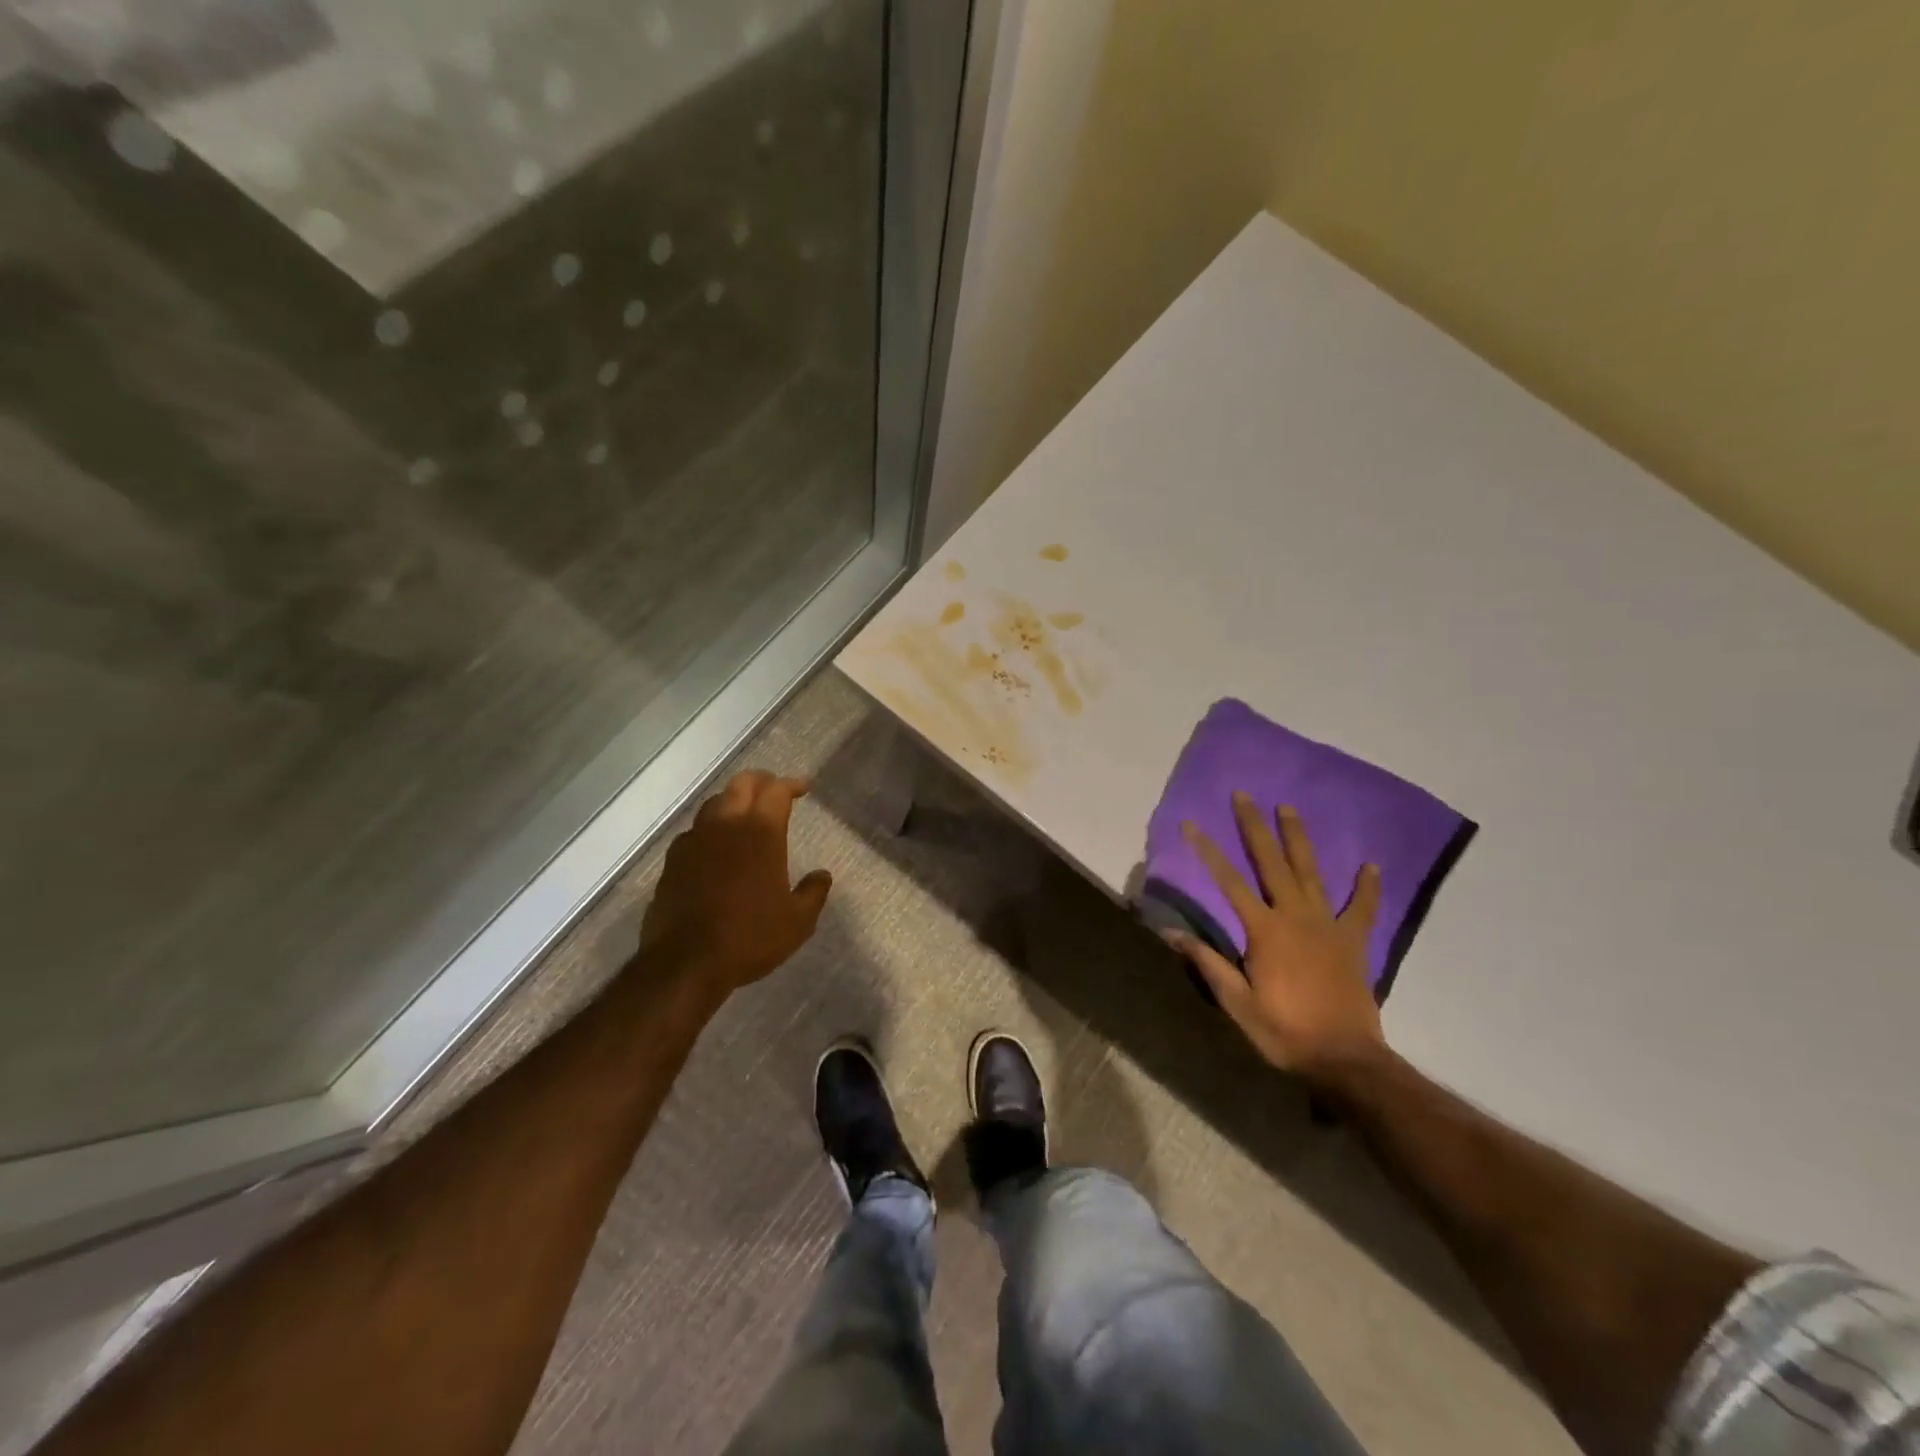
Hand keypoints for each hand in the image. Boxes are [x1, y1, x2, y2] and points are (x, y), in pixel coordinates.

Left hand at [638, 770, 831, 993]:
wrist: (685, 962)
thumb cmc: (750, 937)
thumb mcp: (797, 922)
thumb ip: (814, 893)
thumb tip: (823, 875)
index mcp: (761, 832)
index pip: (777, 791)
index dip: (791, 784)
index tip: (803, 788)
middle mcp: (727, 825)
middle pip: (742, 784)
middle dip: (761, 781)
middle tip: (774, 789)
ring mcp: (695, 840)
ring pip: (714, 802)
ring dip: (733, 800)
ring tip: (744, 812)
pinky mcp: (673, 860)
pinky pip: (694, 830)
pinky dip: (710, 827)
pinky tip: (715, 844)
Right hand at [1165, 793, 1386, 1086]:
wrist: (1345, 1059)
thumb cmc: (1283, 1031)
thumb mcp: (1236, 1002)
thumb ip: (1206, 962)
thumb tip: (1169, 933)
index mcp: (1264, 930)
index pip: (1228, 882)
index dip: (1207, 851)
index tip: (1191, 824)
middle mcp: (1295, 916)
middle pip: (1272, 863)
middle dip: (1254, 827)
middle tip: (1244, 795)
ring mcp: (1328, 925)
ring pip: (1311, 872)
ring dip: (1298, 839)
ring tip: (1288, 808)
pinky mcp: (1353, 941)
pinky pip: (1361, 908)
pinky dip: (1367, 887)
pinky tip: (1371, 865)